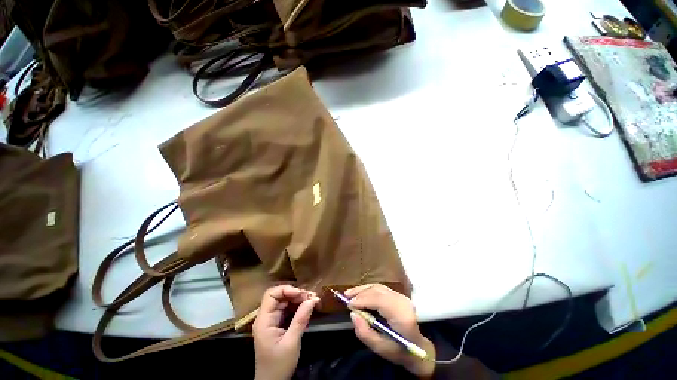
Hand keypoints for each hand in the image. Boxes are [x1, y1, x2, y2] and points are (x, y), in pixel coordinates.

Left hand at [253, 285, 319, 379]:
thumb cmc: (279, 365)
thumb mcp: (291, 342)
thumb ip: (300, 319)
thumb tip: (312, 299)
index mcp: (264, 321)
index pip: (271, 295)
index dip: (286, 290)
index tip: (301, 294)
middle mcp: (266, 317)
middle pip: (279, 296)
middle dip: (295, 294)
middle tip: (311, 297)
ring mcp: (272, 321)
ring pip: (284, 301)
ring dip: (298, 299)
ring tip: (312, 300)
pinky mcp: (277, 324)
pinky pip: (287, 309)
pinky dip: (297, 307)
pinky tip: (307, 308)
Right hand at [346, 284, 435, 377]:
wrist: (417, 348)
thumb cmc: (399, 351)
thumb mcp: (379, 348)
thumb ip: (364, 332)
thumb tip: (353, 314)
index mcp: (401, 315)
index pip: (379, 300)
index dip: (363, 300)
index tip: (349, 305)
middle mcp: (402, 301)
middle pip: (377, 291)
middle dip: (360, 293)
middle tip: (346, 298)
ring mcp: (401, 296)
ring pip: (378, 287)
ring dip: (363, 289)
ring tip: (349, 294)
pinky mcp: (398, 295)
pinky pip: (380, 288)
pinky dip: (368, 290)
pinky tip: (360, 293)